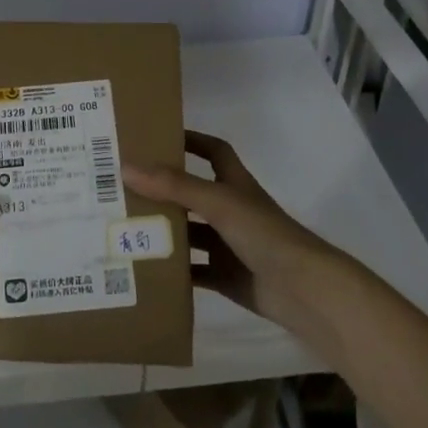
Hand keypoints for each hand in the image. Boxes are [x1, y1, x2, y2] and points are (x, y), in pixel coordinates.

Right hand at [123, 130, 353, 343]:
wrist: (304, 290)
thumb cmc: (265, 234)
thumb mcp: (219, 202)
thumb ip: (175, 186)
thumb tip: (126, 167)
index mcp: (235, 185)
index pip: (213, 151)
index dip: (191, 141)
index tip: (157, 137)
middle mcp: (231, 211)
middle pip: (192, 195)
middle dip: (162, 191)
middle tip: (122, 187)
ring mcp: (229, 246)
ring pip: (189, 234)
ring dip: (163, 232)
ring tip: (123, 228)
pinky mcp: (226, 277)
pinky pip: (193, 271)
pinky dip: (172, 270)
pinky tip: (144, 269)